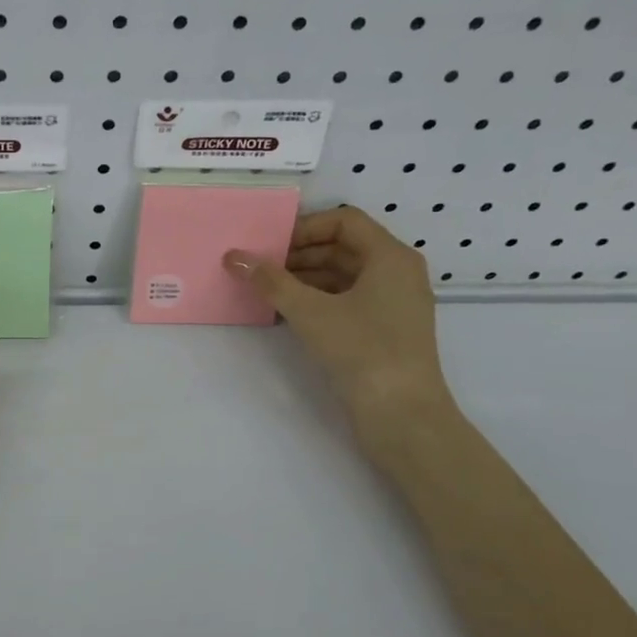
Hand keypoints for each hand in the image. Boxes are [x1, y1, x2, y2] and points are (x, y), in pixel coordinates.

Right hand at [225, 205, 452, 433]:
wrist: (403, 416)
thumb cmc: (362, 351)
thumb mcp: (310, 312)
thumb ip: (270, 281)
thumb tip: (233, 255)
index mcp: (391, 256)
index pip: (344, 220)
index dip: (304, 227)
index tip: (269, 245)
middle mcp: (398, 272)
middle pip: (343, 246)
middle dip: (299, 254)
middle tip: (260, 268)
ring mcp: (394, 303)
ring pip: (344, 275)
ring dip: (305, 278)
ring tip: (267, 290)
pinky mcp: (386, 330)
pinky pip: (348, 299)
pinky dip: (318, 299)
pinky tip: (287, 313)